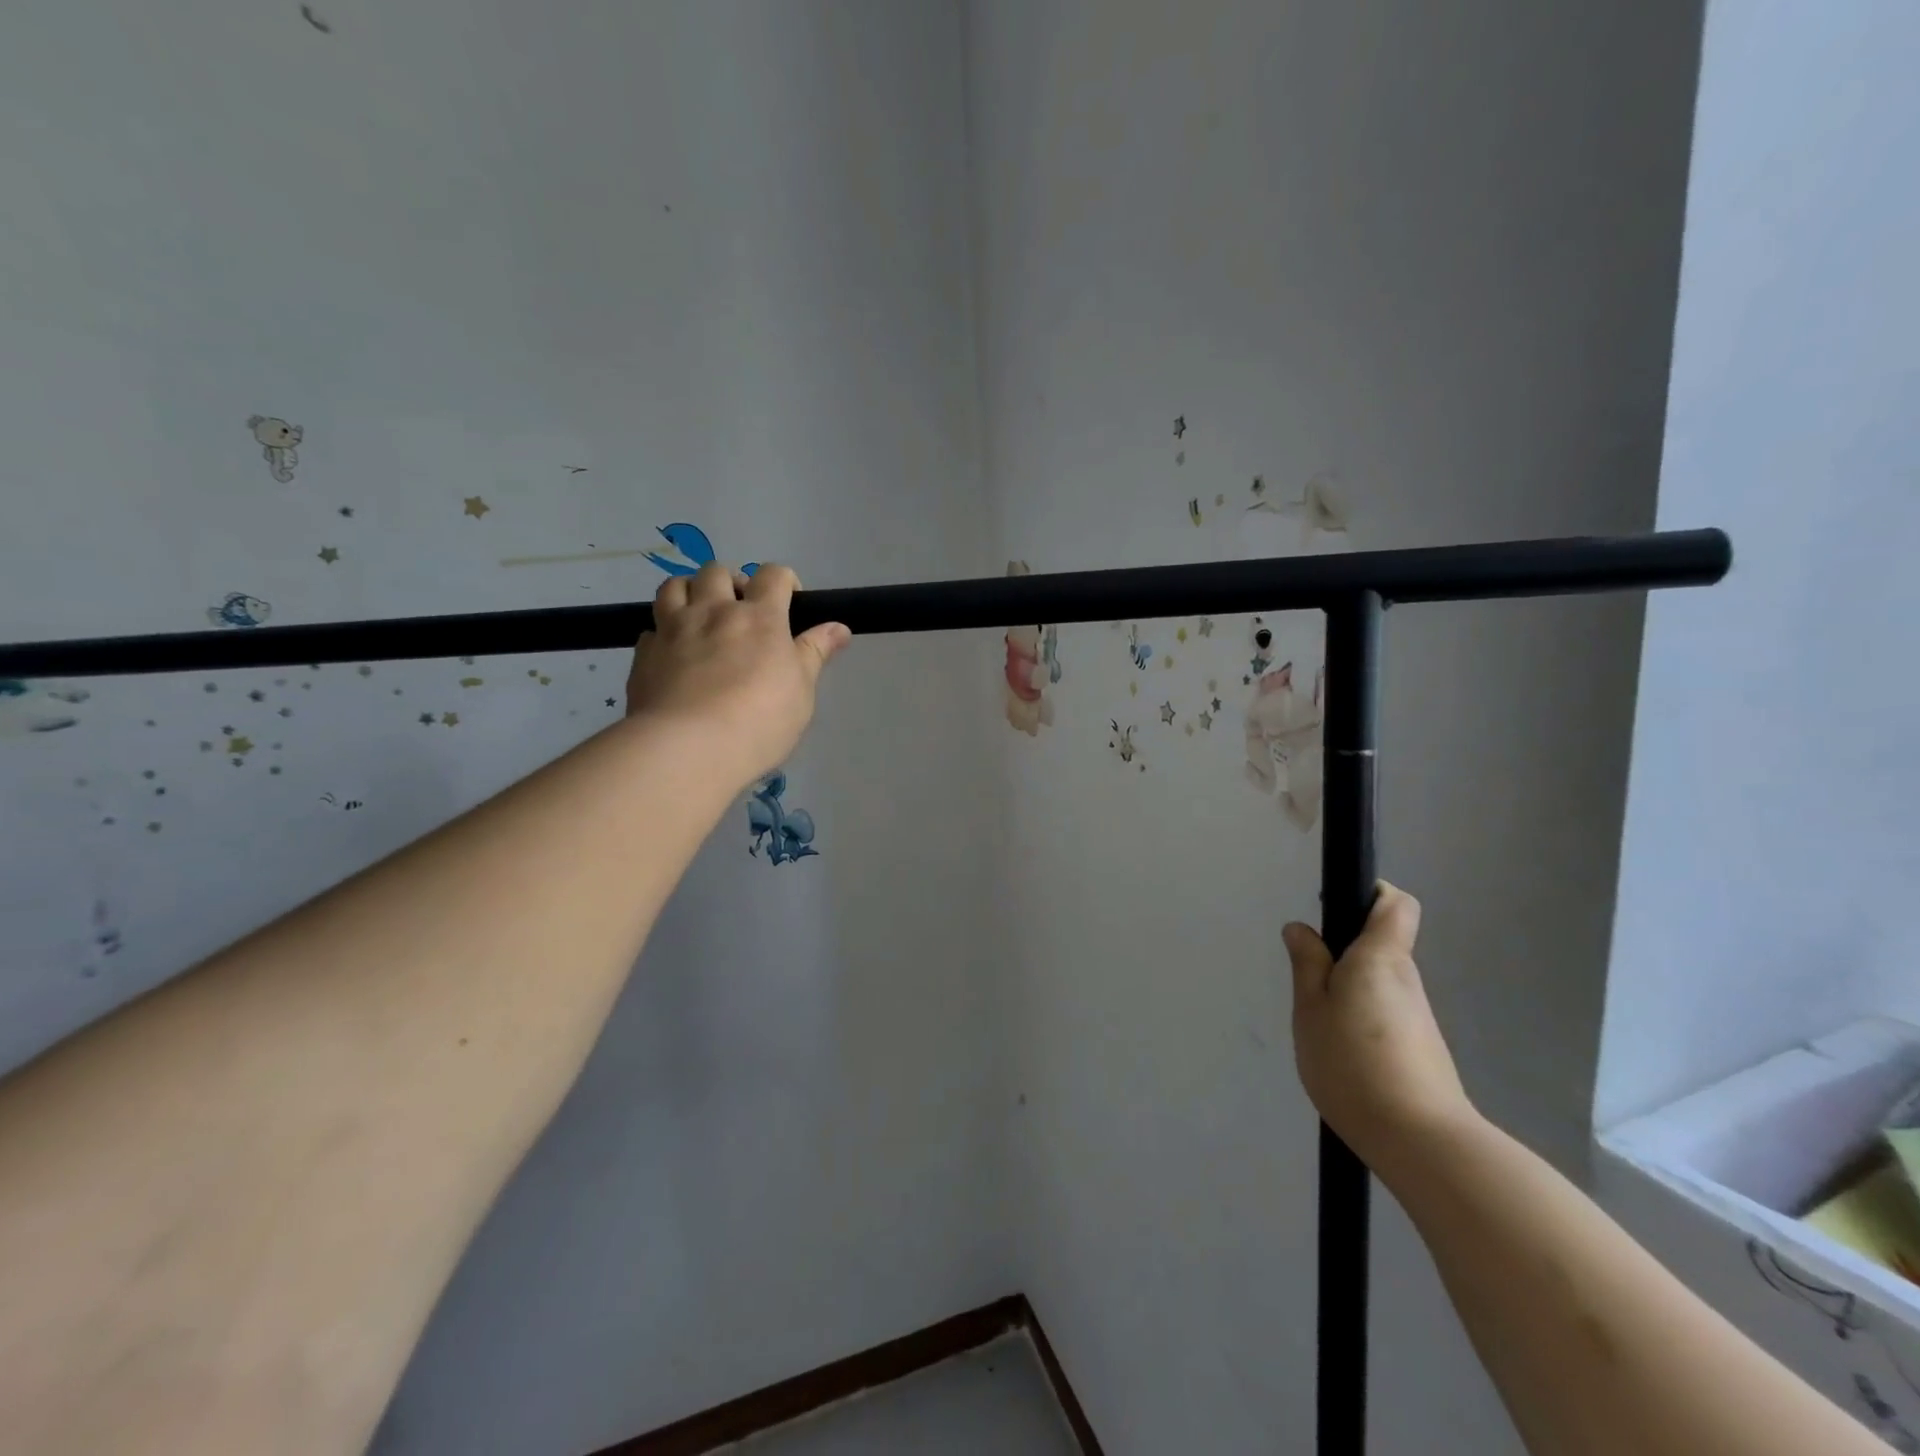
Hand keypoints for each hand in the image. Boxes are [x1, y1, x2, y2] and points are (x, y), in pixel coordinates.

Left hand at [625, 562, 849, 782]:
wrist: (687, 748)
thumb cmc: (760, 721)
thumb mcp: (802, 691)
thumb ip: (815, 653)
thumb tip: (839, 627)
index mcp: (759, 617)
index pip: (773, 575)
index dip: (785, 581)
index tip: (790, 603)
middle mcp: (713, 611)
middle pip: (717, 571)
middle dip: (732, 584)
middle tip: (741, 612)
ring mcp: (673, 629)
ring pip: (674, 586)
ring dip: (690, 592)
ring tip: (701, 618)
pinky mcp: (643, 654)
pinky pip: (651, 628)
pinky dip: (664, 633)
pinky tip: (673, 655)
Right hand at [1285, 883, 1478, 1174]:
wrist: (1421, 1142)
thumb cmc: (1354, 1063)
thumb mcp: (1310, 1010)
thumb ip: (1306, 965)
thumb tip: (1301, 929)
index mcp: (1380, 957)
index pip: (1396, 903)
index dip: (1371, 894)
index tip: (1338, 908)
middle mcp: (1407, 979)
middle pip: (1383, 944)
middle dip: (1345, 951)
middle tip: (1310, 980)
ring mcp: (1418, 1015)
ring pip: (1381, 982)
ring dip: (1351, 989)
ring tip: (1321, 1025)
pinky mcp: (1421, 1047)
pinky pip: (1385, 1013)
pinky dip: (1363, 1019)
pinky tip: (1343, 1053)